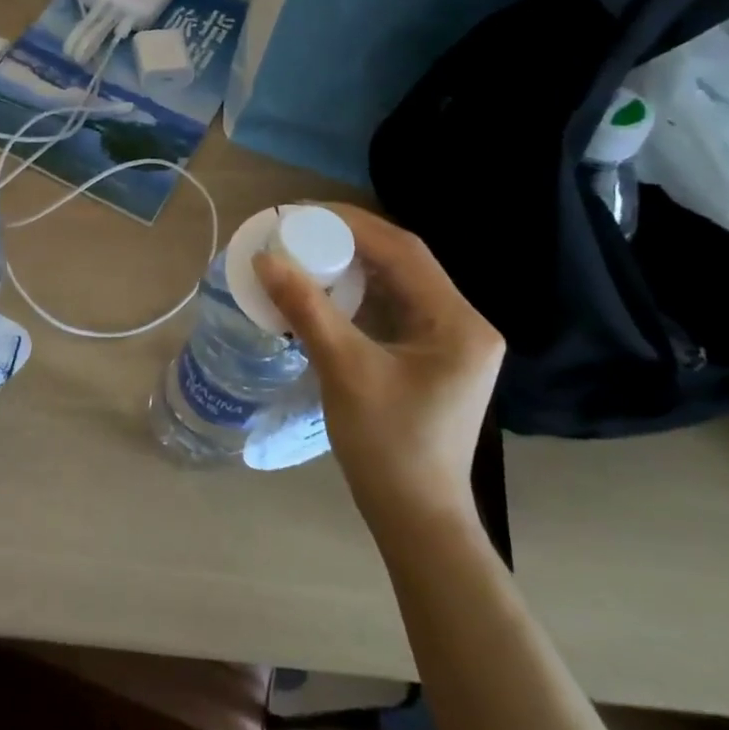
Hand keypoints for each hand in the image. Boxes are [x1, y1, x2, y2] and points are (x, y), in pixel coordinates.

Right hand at [254, 205, 503, 528]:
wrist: (416, 518)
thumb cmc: (387, 448)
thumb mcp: (345, 371)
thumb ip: (306, 310)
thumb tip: (265, 259)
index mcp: (459, 323)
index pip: (405, 251)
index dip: (352, 223)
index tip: (302, 211)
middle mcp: (463, 324)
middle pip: (403, 263)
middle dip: (349, 240)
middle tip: (297, 229)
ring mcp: (449, 343)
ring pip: (397, 285)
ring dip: (351, 266)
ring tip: (304, 251)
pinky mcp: (430, 359)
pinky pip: (392, 310)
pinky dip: (356, 295)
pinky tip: (323, 291)